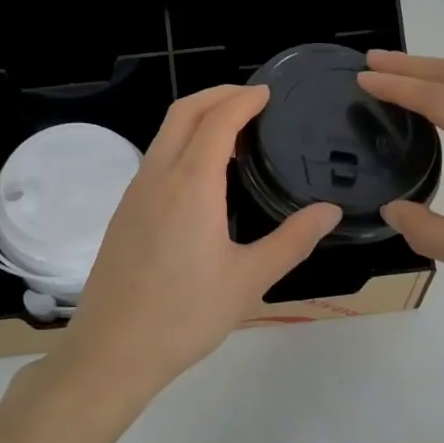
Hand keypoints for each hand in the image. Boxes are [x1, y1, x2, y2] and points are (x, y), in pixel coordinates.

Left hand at [56, 85, 341, 398]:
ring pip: (164, 134)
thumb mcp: (249, 280)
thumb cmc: (186, 315)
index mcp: (190, 184)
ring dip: (196, 118)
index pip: (217, 120)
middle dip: (217, 95)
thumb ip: (292, 240)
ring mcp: (134, 193)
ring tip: (232, 132)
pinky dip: (180, 144)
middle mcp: (157, 176)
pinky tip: (201, 174)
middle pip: (183, 113)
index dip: (243, 100)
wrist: (113, 349)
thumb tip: (330, 211)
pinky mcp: (123, 212)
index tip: (268, 93)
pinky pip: (154, 159)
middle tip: (251, 99)